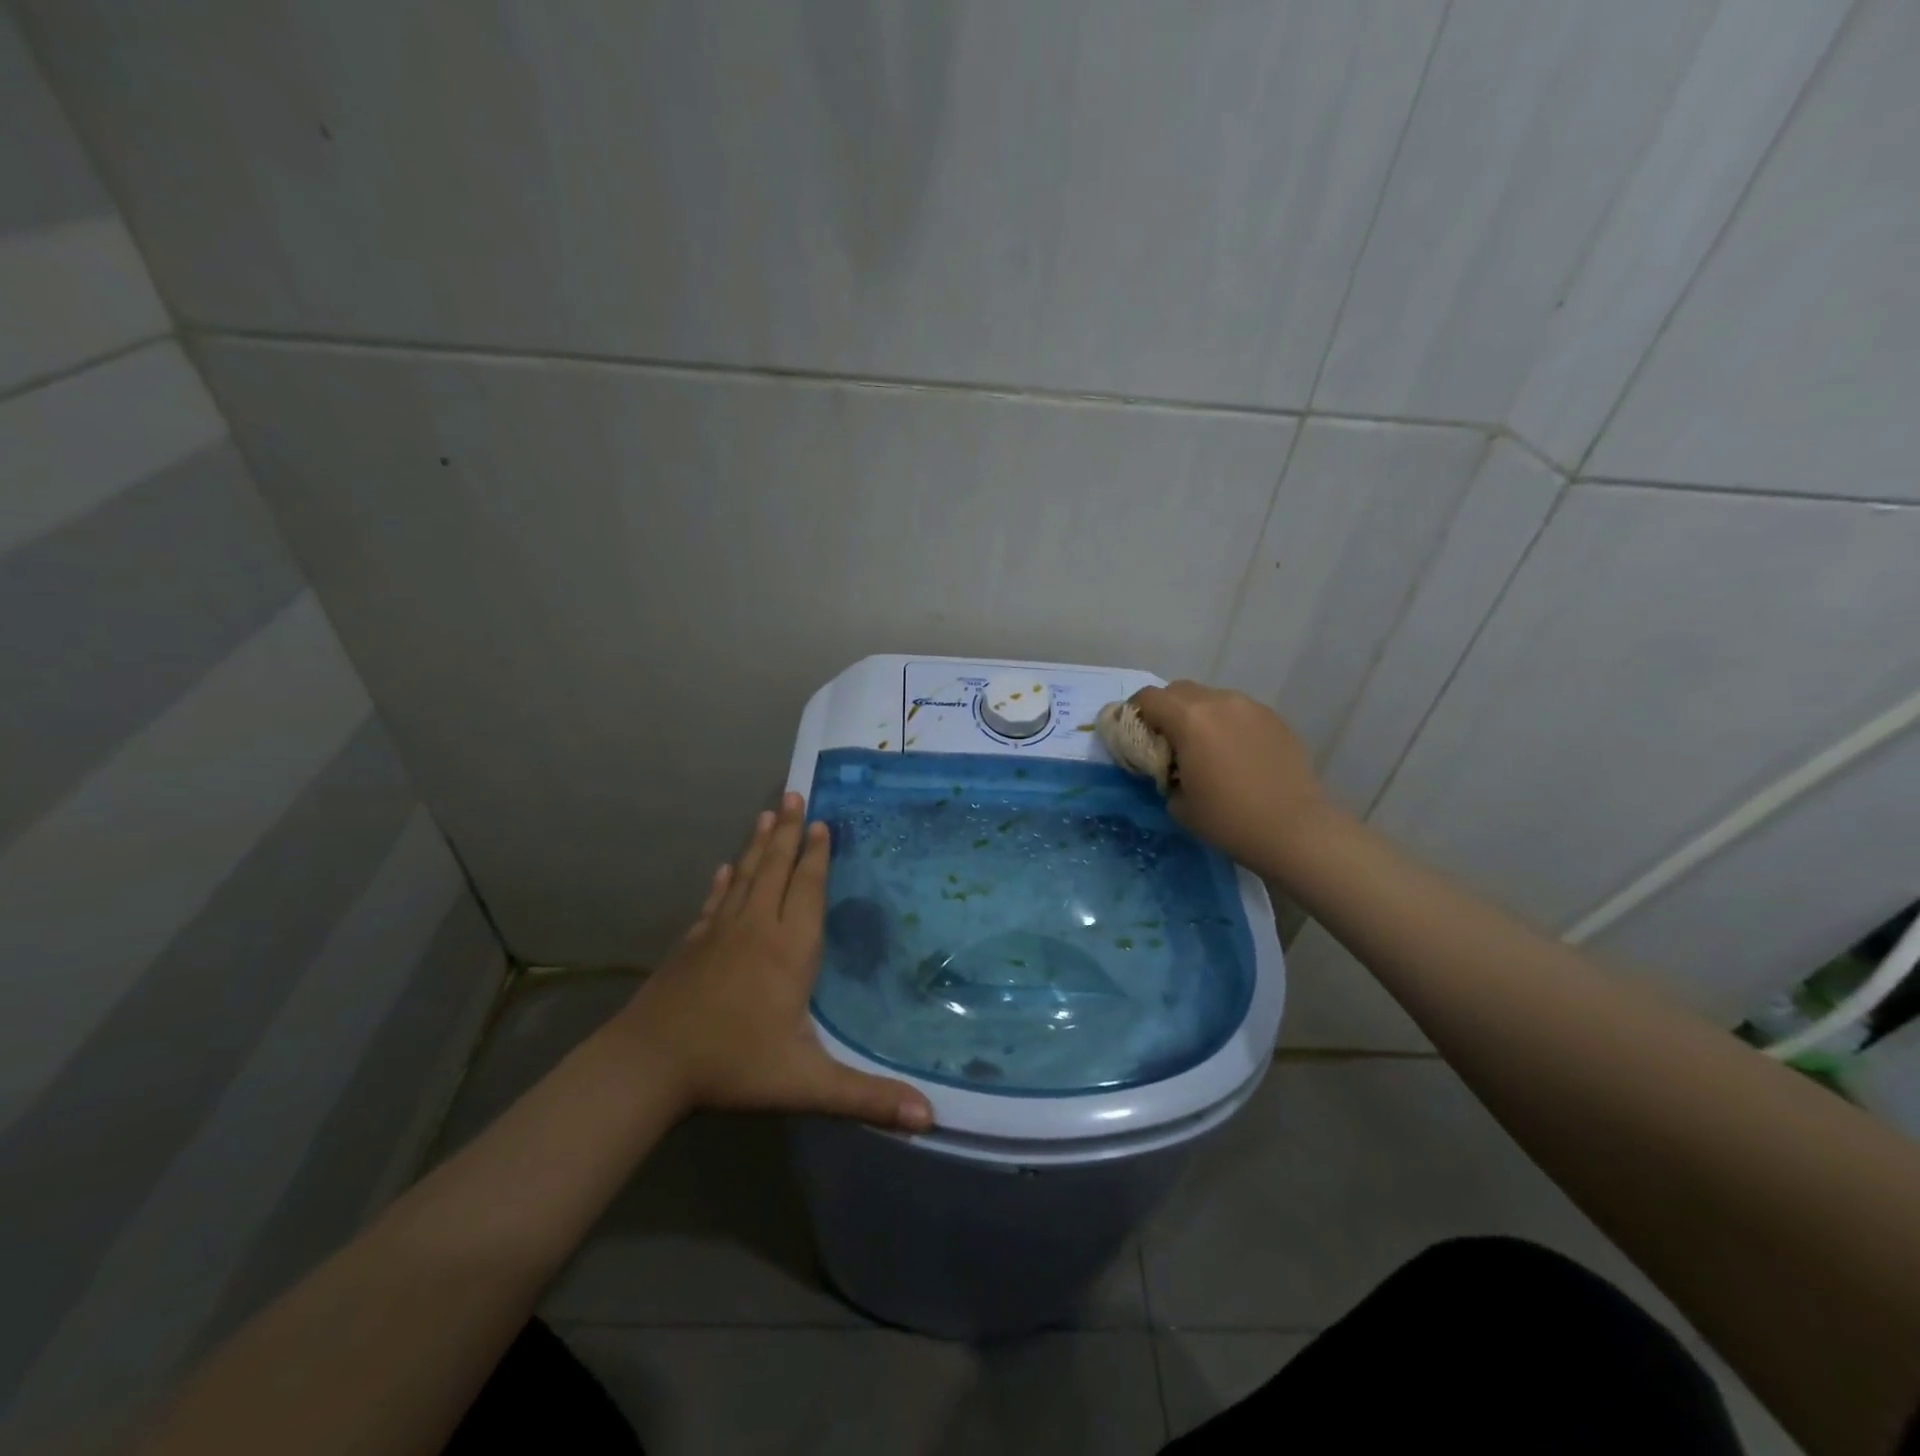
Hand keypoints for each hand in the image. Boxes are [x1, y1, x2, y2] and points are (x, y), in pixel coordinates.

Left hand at [618, 793, 934, 1132]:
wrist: (649, 1064)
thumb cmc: (733, 1065)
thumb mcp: (806, 1083)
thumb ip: (866, 1097)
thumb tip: (930, 1117)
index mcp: (788, 950)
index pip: (806, 890)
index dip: (816, 855)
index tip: (821, 822)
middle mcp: (755, 929)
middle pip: (775, 869)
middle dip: (788, 831)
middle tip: (794, 794)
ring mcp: (718, 933)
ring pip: (744, 876)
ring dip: (757, 844)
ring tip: (766, 812)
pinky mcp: (691, 945)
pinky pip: (713, 902)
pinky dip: (722, 882)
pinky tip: (722, 869)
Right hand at [1129, 680, 1339, 873]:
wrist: (1294, 829)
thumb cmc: (1228, 819)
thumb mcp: (1178, 803)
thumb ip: (1163, 772)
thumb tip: (1168, 765)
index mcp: (1188, 719)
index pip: (1148, 697)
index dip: (1135, 713)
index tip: (1136, 736)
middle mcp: (1218, 702)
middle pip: (1179, 690)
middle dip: (1166, 710)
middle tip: (1167, 742)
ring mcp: (1250, 707)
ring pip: (1211, 698)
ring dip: (1198, 715)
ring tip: (1204, 749)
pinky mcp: (1274, 718)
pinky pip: (1238, 711)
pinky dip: (1226, 724)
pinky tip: (1234, 754)